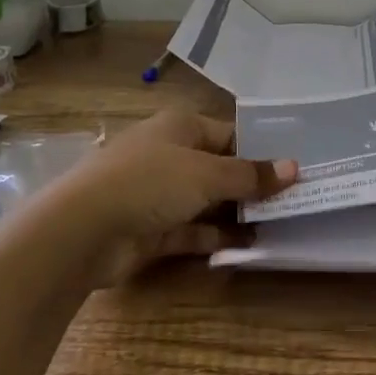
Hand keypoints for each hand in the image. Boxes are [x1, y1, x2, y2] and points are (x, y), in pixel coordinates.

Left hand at [50, 108, 297, 285]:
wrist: (81, 232)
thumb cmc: (149, 182)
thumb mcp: (207, 174)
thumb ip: (250, 175)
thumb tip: (294, 167)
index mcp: (180, 128)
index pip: (230, 134)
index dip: (261, 150)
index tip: (293, 169)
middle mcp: (169, 156)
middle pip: (220, 169)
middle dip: (252, 186)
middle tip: (293, 201)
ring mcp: (158, 195)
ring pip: (207, 202)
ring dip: (237, 215)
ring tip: (278, 226)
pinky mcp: (150, 230)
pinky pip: (191, 232)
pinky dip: (215, 239)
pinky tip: (247, 247)